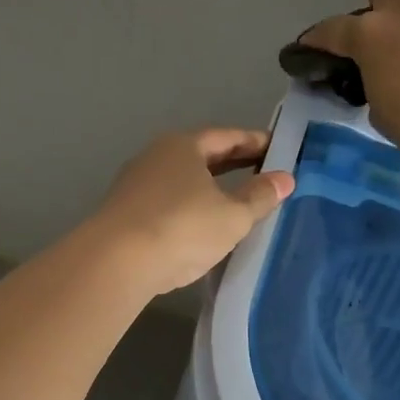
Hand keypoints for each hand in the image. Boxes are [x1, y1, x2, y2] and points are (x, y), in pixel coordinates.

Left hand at [88, 129, 294, 294]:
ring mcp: (136, 184)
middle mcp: (156, 156)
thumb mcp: (232, 215)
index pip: (226, 136)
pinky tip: (201, 225)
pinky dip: (189, 206)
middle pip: (202, 155)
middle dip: (232, 163)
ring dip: (209, 187)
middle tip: (263, 172)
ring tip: (235, 201)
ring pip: (182, 180)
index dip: (254, 142)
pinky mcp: (124, 213)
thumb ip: (259, 196)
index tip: (277, 149)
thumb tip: (285, 178)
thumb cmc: (182, 228)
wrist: (115, 262)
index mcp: (183, 146)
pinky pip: (167, 202)